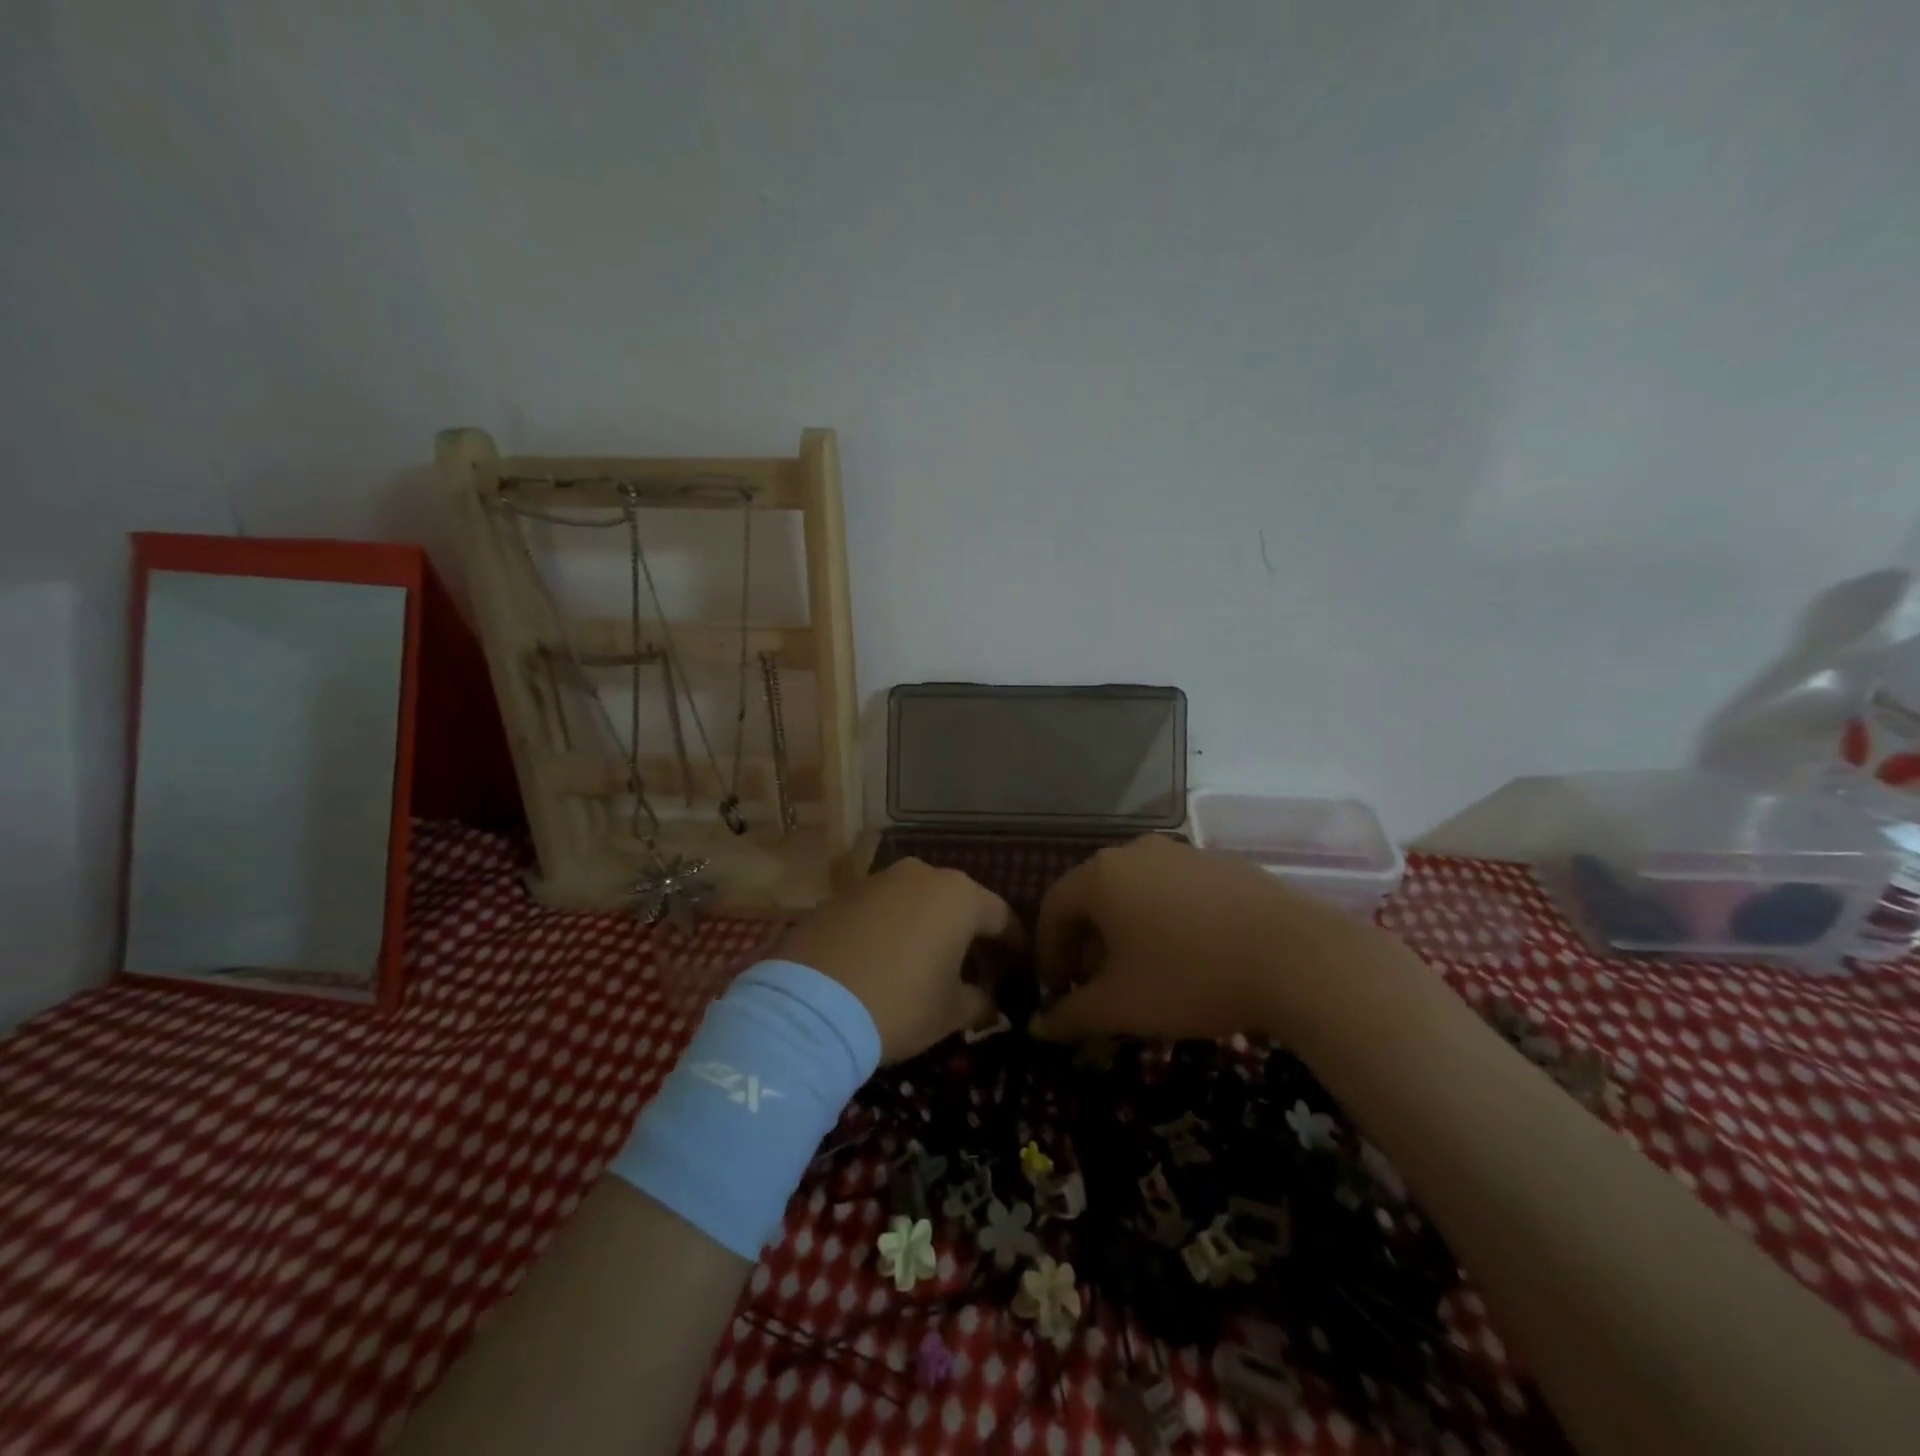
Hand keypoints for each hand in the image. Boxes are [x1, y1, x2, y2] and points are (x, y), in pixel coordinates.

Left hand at [777, 858, 1015, 1061]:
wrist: (809, 1005)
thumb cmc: (899, 1003)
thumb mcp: (950, 1012)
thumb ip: (980, 1003)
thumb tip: (992, 1007)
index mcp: (959, 896)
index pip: (1002, 917)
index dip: (1014, 948)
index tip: (1018, 973)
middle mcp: (921, 874)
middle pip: (960, 904)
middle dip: (971, 937)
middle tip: (977, 974)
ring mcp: (878, 880)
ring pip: (919, 902)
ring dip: (930, 930)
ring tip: (929, 967)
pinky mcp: (842, 894)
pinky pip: (883, 909)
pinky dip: (894, 930)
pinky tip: (887, 961)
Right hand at [1030, 834, 1390, 1043]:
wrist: (1297, 957)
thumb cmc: (1190, 977)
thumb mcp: (1121, 1005)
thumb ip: (1071, 1016)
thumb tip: (1038, 1028)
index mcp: (1101, 876)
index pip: (1053, 907)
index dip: (1047, 952)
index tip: (1056, 992)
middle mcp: (1135, 852)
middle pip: (1092, 896)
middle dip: (1085, 944)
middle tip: (1094, 987)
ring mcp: (1182, 853)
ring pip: (1134, 891)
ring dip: (1123, 931)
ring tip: (1140, 973)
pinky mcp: (1221, 863)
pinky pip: (1173, 889)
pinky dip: (1162, 919)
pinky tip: (1187, 955)